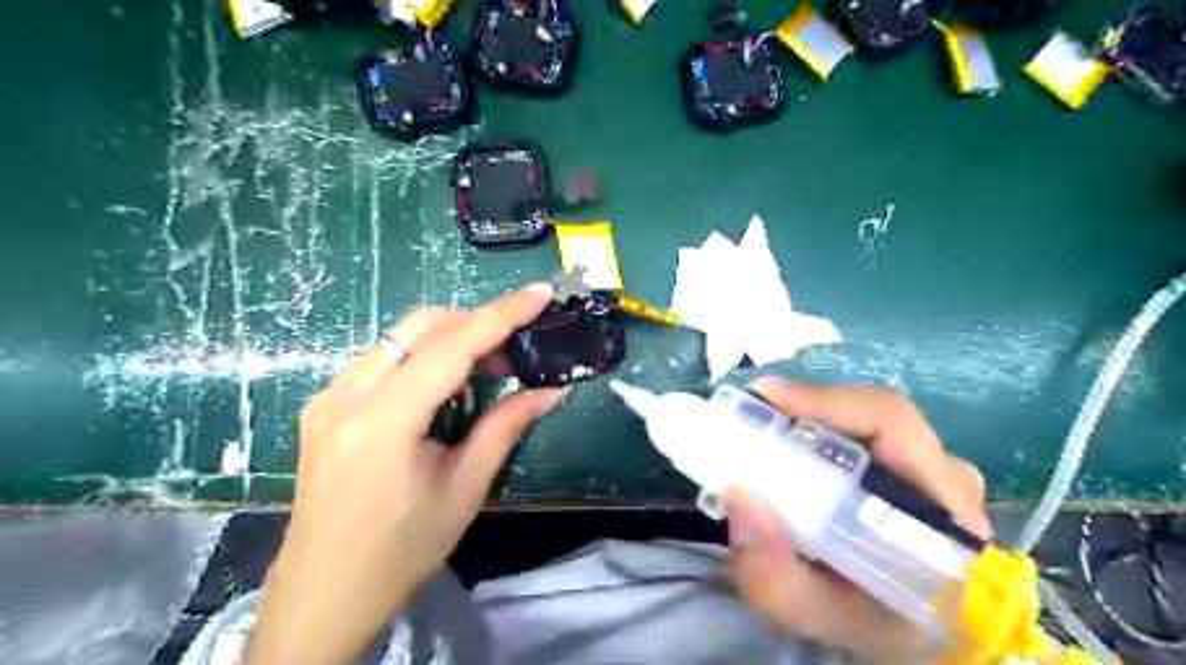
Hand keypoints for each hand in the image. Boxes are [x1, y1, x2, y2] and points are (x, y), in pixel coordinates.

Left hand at [244, 283, 564, 664]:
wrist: (323, 593)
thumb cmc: (401, 551)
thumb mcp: (464, 489)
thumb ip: (506, 427)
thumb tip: (553, 390)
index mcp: (383, 421)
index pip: (451, 346)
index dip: (501, 314)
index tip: (539, 293)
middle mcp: (346, 395)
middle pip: (421, 326)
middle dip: (475, 324)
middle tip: (513, 352)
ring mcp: (329, 396)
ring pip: (400, 337)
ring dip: (450, 339)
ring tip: (485, 371)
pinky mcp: (326, 404)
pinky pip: (384, 359)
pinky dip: (424, 357)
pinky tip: (444, 389)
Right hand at [722, 378, 993, 663]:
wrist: (915, 642)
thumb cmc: (871, 627)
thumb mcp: (814, 615)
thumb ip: (773, 575)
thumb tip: (738, 493)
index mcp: (942, 515)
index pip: (894, 427)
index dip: (828, 401)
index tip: (766, 397)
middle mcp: (948, 481)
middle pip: (877, 413)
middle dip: (808, 406)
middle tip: (750, 412)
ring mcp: (937, 471)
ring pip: (870, 419)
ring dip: (812, 416)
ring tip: (762, 426)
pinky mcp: (918, 469)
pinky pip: (866, 431)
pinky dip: (821, 428)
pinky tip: (788, 441)